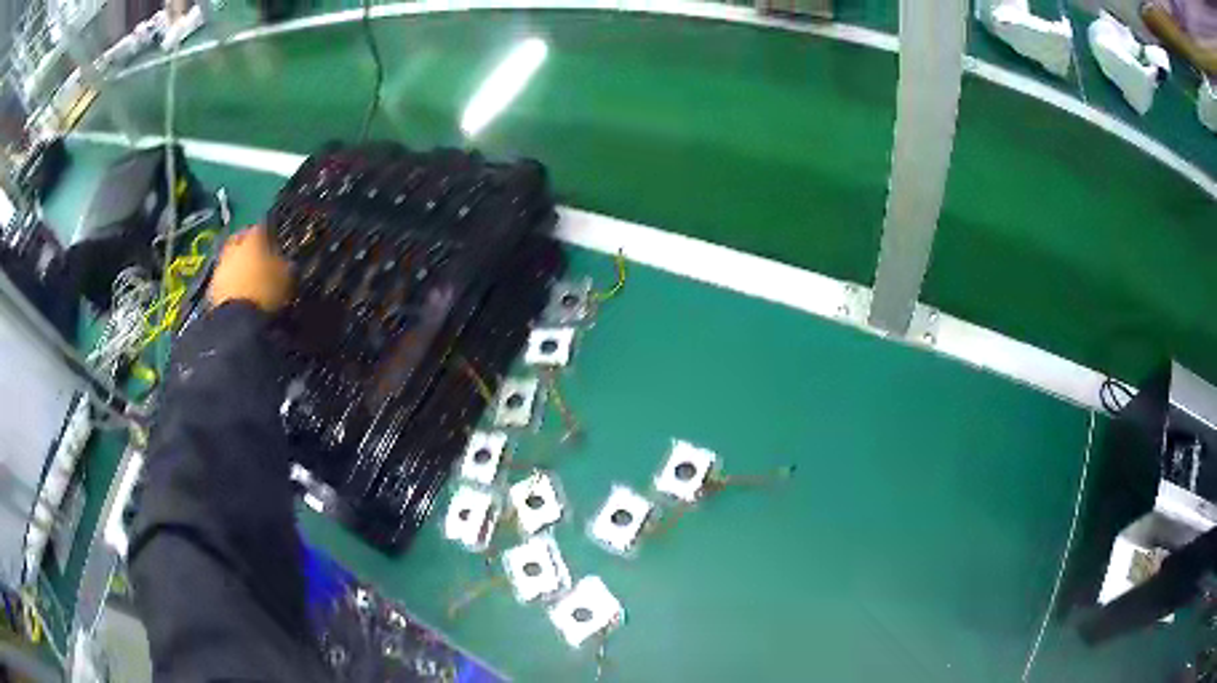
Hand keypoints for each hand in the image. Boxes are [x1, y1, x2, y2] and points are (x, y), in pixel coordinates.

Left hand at [208, 225, 292, 312]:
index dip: (267, 234)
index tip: (272, 241)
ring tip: (247, 276)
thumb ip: (285, 266)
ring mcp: (221, 268)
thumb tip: (287, 263)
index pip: (261, 228)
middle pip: (239, 240)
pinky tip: (238, 292)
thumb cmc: (266, 292)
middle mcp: (234, 248)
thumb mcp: (285, 278)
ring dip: (237, 264)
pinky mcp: (212, 288)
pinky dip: (230, 282)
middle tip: (256, 254)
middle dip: (246, 245)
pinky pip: (224, 280)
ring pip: (230, 259)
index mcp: (253, 240)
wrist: (238, 321)